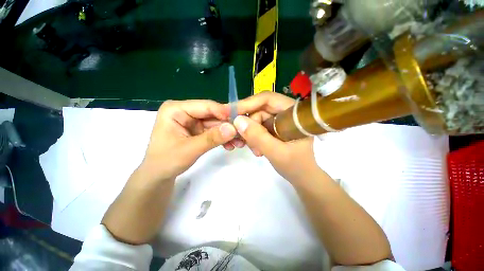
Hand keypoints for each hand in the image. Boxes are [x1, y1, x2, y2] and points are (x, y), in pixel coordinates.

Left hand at [141, 100, 237, 180]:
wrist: (159, 175)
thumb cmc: (166, 161)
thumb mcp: (189, 149)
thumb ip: (211, 138)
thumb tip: (233, 128)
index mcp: (176, 109)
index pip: (205, 106)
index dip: (223, 112)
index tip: (240, 120)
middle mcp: (186, 112)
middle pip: (213, 115)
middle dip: (228, 125)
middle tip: (242, 134)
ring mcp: (193, 121)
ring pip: (216, 124)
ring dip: (227, 133)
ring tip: (239, 142)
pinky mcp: (198, 130)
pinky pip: (214, 131)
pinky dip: (222, 138)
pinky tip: (230, 145)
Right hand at [233, 91, 318, 181]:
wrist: (303, 177)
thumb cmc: (297, 166)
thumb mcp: (277, 153)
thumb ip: (258, 137)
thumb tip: (237, 120)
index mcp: (293, 112)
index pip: (267, 99)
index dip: (248, 103)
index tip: (231, 113)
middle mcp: (285, 112)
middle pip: (260, 109)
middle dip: (250, 125)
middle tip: (243, 140)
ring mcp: (279, 120)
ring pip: (257, 119)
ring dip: (252, 134)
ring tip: (256, 150)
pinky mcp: (275, 128)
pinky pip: (258, 127)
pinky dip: (254, 138)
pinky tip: (258, 150)